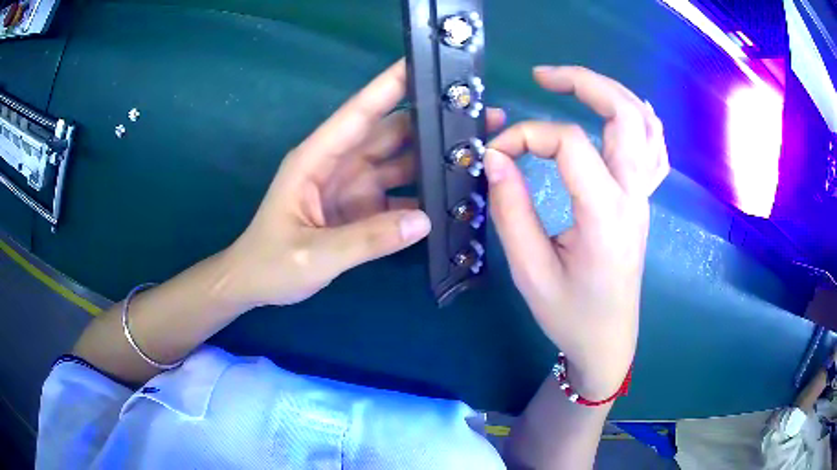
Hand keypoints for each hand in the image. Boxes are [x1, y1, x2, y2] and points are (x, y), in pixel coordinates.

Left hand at [220, 60, 504, 307]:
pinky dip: (425, 193)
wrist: (256, 284)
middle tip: (478, 113)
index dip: (391, 84)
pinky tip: (454, 194)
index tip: (427, 63)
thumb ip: (367, 240)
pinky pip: (400, 193)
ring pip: (401, 160)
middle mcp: (339, 163)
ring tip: (478, 150)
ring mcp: (353, 185)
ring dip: (435, 155)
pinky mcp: (363, 207)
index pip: (359, 112)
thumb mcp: (314, 255)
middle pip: (390, 132)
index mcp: (316, 159)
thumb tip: (425, 221)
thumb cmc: (271, 264)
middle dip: (432, 120)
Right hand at [485, 66, 668, 399]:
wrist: (608, 340)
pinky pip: (654, 147)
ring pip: (645, 123)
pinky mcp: (643, 201)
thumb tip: (495, 157)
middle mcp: (633, 195)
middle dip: (584, 82)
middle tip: (542, 76)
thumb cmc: (570, 315)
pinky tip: (619, 110)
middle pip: (625, 113)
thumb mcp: (530, 271)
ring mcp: (644, 196)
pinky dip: (638, 118)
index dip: (525, 135)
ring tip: (573, 85)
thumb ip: (511, 210)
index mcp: (605, 213)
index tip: (495, 153)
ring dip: (611, 93)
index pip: (569, 143)